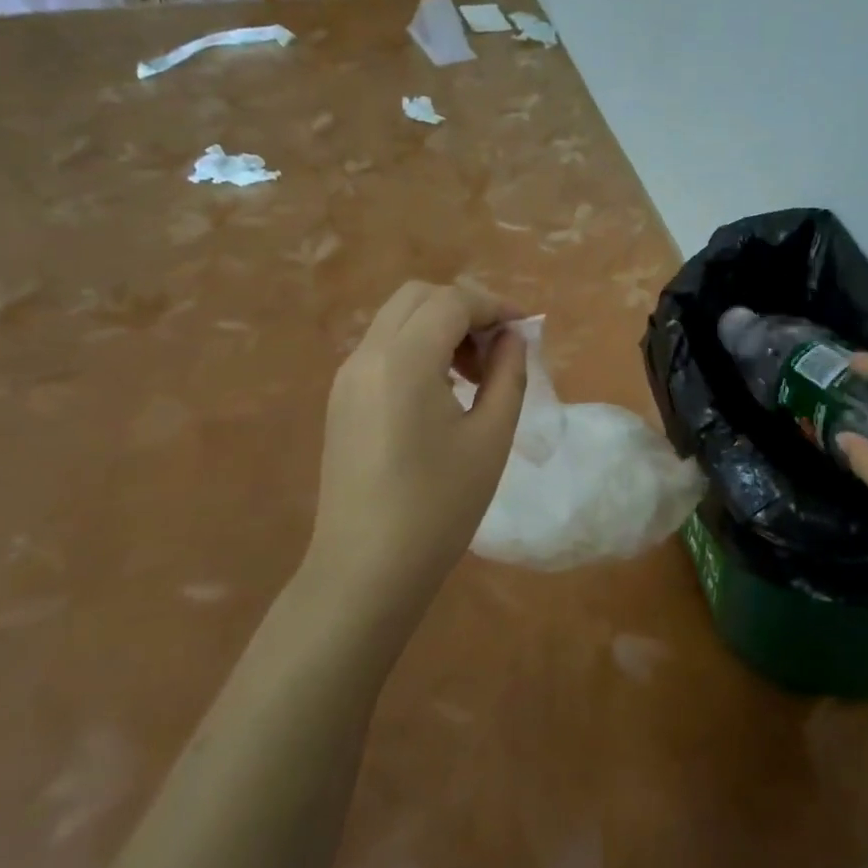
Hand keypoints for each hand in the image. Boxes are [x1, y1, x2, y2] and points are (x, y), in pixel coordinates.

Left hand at [301, 281, 528, 628]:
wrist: (366, 570)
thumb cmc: (438, 506)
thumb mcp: (490, 437)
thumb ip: (508, 374)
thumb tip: (513, 338)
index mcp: (403, 361)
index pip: (452, 301)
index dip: (494, 306)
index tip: (526, 330)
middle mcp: (367, 356)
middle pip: (418, 297)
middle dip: (465, 308)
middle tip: (498, 348)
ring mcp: (347, 377)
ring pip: (397, 319)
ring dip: (440, 326)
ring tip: (475, 373)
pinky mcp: (342, 399)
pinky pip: (383, 348)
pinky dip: (418, 347)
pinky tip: (443, 390)